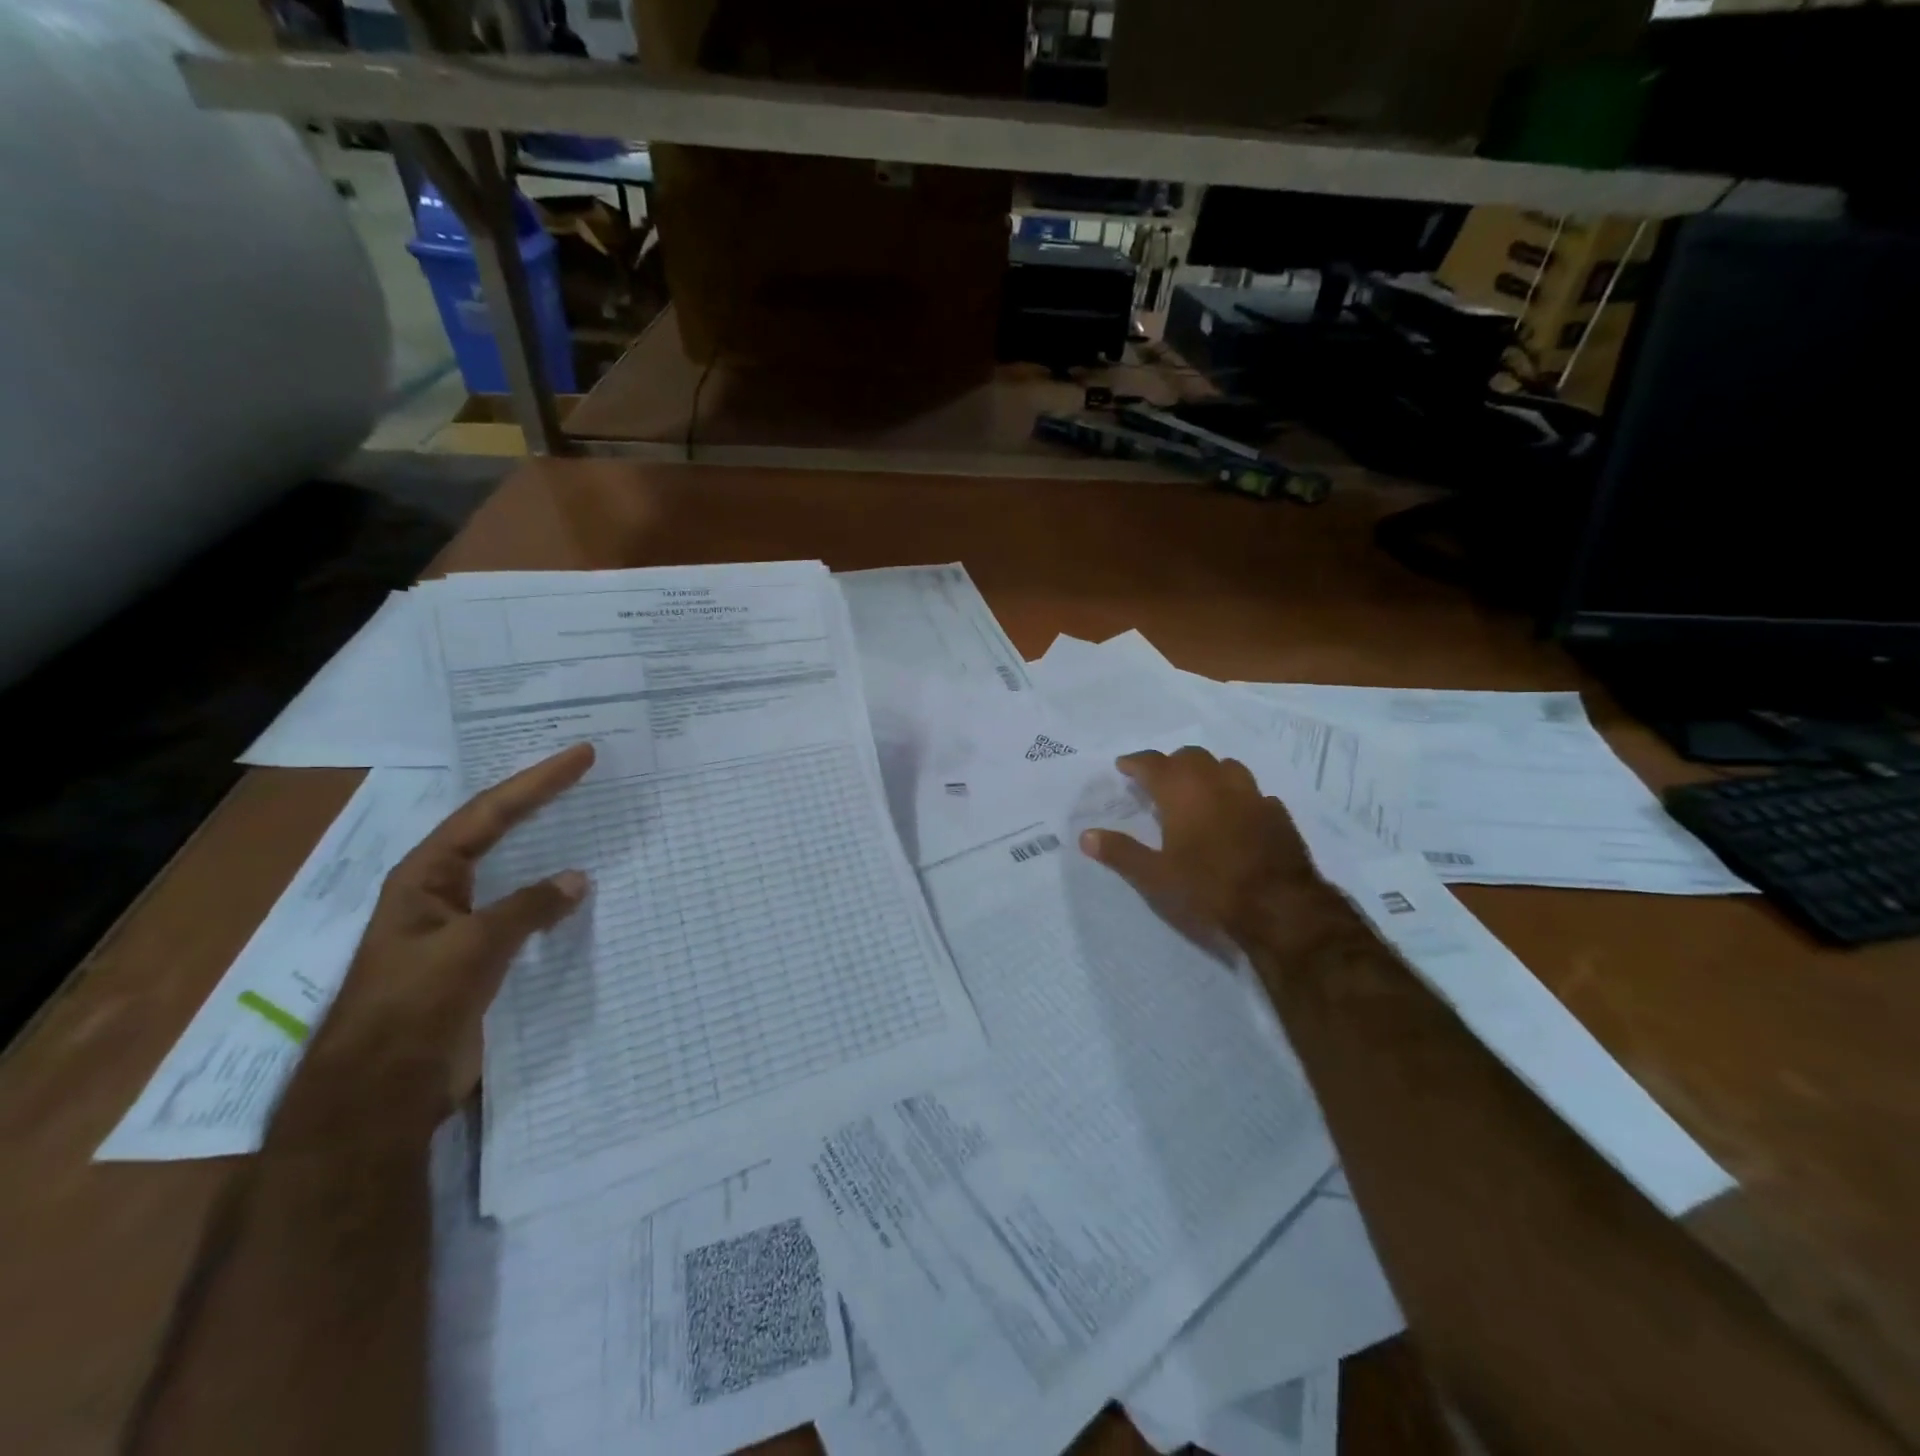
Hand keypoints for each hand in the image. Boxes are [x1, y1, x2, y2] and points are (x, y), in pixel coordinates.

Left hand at [281, 744, 596, 1135]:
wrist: (380, 1094)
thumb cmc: (413, 1007)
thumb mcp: (472, 948)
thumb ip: (528, 908)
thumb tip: (578, 879)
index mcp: (425, 877)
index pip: (488, 813)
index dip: (537, 782)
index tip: (582, 756)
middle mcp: (441, 891)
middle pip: (497, 831)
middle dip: (539, 801)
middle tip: (585, 772)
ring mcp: (460, 925)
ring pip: (512, 872)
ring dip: (547, 846)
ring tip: (588, 820)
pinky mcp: (478, 959)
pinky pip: (524, 913)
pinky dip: (552, 897)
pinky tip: (579, 893)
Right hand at [1078, 747, 1346, 955]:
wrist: (1280, 907)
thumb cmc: (1208, 888)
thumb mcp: (1155, 877)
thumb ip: (1120, 852)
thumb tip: (1086, 835)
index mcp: (1182, 791)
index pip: (1152, 763)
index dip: (1135, 762)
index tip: (1123, 766)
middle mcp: (1216, 783)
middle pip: (1190, 756)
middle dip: (1171, 763)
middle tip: (1158, 780)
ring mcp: (1252, 795)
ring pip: (1226, 766)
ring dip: (1207, 772)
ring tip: (1197, 790)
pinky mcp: (1277, 814)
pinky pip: (1252, 793)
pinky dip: (1237, 796)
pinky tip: (1235, 814)